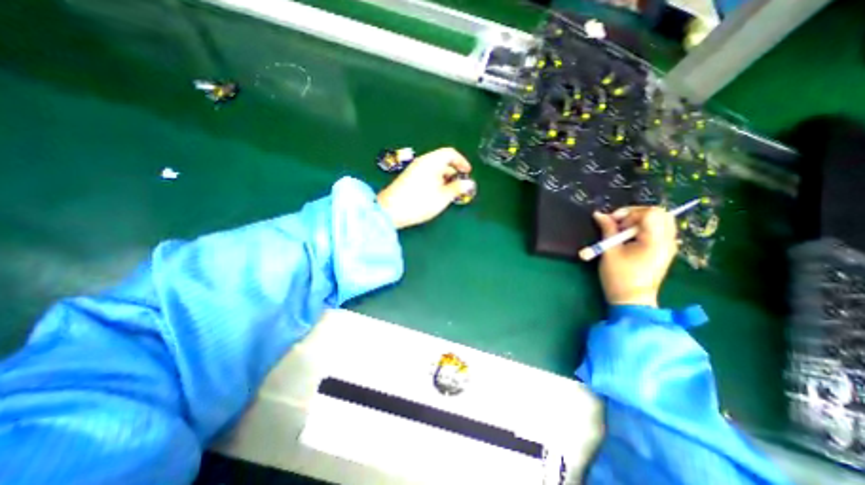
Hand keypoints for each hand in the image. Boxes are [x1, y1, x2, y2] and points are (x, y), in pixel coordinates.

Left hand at [376, 147, 475, 229]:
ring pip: (434, 169)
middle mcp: (422, 162)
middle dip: (454, 172)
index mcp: (431, 162)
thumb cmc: (419, 203)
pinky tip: (437, 194)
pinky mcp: (408, 179)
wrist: (390, 211)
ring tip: (450, 193)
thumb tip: (469, 183)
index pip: (450, 153)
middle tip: (460, 186)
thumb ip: (457, 188)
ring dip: (445, 178)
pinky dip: (436, 181)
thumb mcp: (442, 197)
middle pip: (442, 161)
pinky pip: (427, 175)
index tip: (468, 172)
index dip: (461, 161)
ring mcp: (414, 170)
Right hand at [591, 207, 679, 307]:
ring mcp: (668, 247)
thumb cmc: (619, 277)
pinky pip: (658, 231)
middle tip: (619, 223)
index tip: (613, 221)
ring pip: (660, 221)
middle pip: (660, 214)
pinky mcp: (663, 251)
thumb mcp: (610, 251)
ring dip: (639, 221)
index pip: (652, 212)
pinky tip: (629, 238)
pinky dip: (643, 229)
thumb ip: (607, 229)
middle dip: (636, 214)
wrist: (632, 301)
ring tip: (622, 231)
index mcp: (656, 241)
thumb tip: (599, 214)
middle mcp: (668, 241)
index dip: (630, 212)